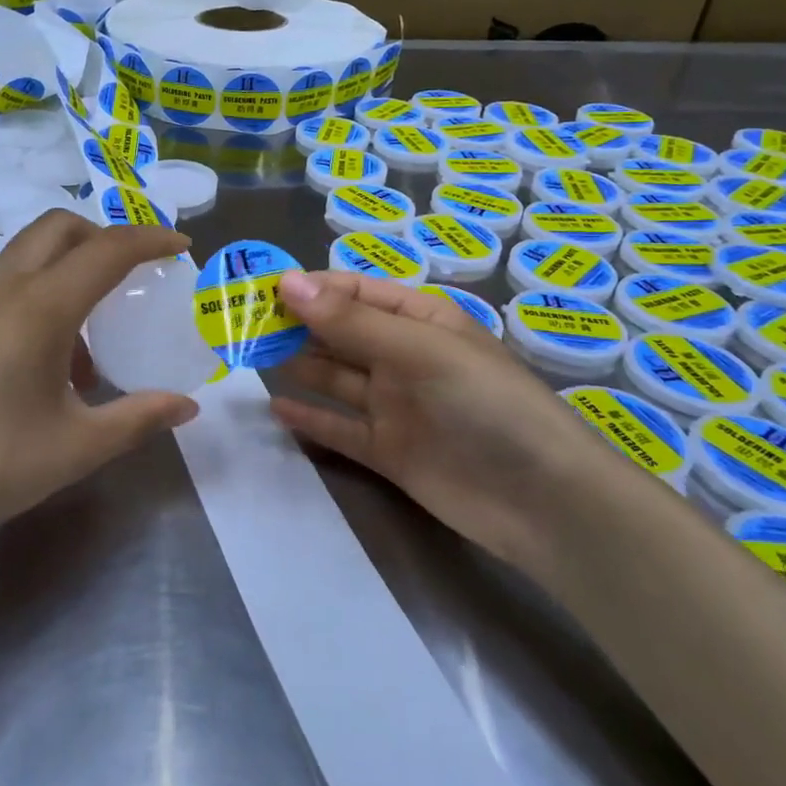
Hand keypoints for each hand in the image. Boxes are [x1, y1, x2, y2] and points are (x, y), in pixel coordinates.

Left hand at [0, 212, 199, 553]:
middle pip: (58, 227)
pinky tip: (32, 361)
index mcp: (39, 307)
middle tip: (130, 275)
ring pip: (24, 254)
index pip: (107, 250)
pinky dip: (30, 294)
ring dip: (64, 270)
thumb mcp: (77, 447)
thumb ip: (139, 417)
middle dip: (102, 236)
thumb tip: (188, 407)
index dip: (150, 240)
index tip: (179, 245)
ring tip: (82, 345)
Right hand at [269, 270, 618, 570]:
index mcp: (420, 320)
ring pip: (336, 377)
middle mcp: (404, 357)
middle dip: (296, 325)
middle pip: (341, 333)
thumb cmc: (486, 404)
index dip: (310, 289)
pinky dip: (311, 418)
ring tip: (250, 356)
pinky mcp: (389, 450)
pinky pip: (340, 428)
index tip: (260, 291)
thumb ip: (349, 321)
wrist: (543, 502)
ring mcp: (396, 405)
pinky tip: (275, 409)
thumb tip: (286, 282)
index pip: (355, 292)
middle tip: (242, 324)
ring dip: (298, 364)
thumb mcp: (418, 351)